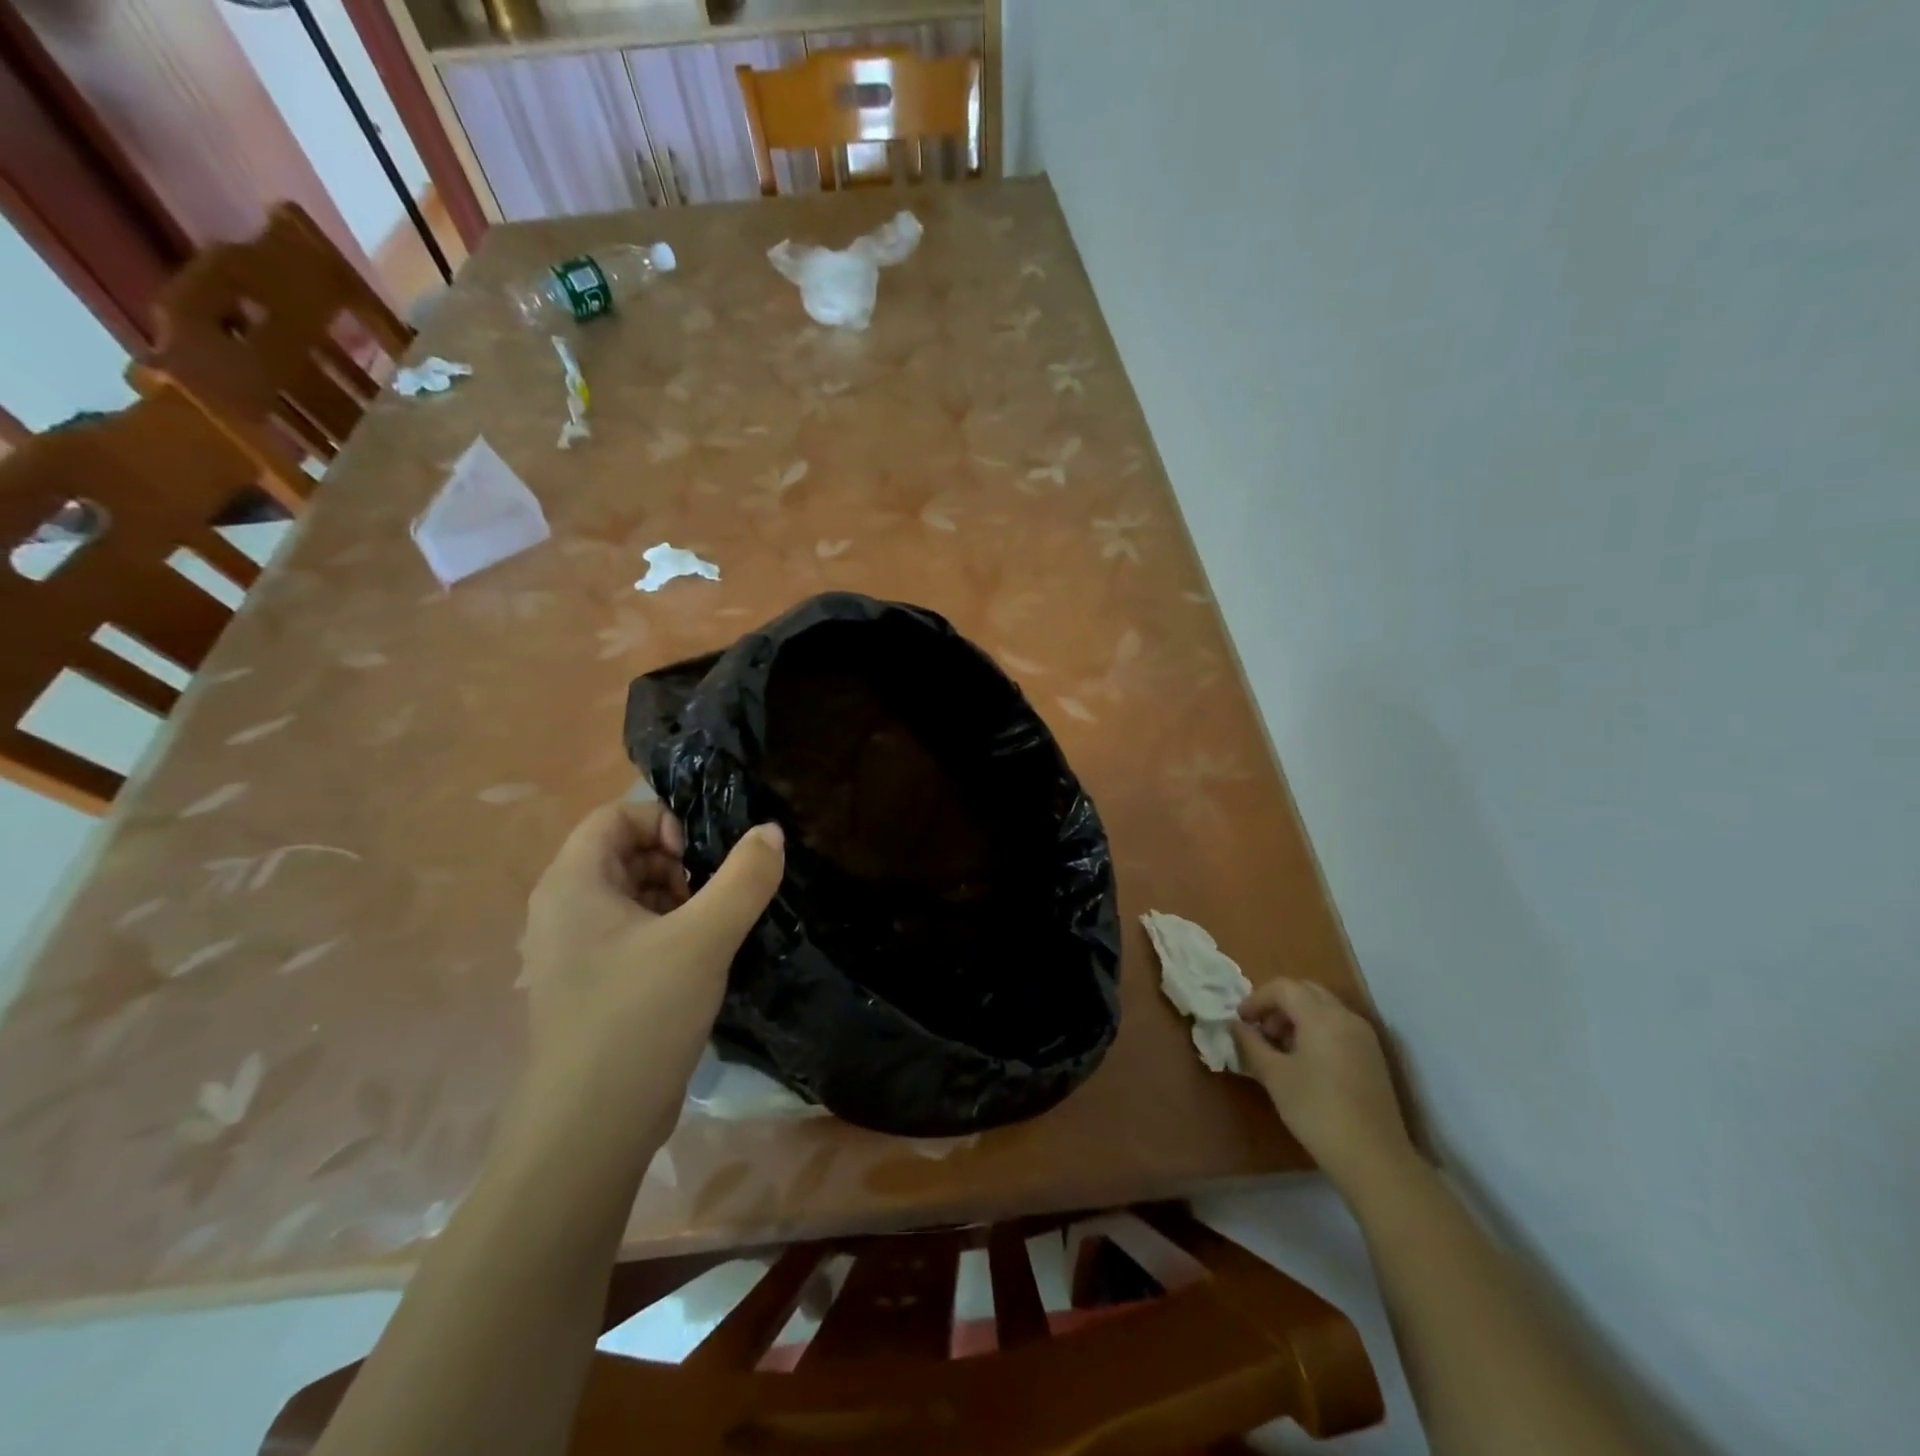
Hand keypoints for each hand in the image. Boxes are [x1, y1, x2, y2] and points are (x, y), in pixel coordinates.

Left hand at [518, 796, 784, 1141]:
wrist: (591, 1129)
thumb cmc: (638, 1017)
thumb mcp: (704, 939)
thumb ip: (744, 878)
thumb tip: (770, 831)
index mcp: (572, 884)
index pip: (616, 816)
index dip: (664, 822)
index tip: (702, 857)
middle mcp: (563, 910)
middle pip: (625, 853)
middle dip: (678, 862)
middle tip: (715, 894)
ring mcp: (574, 951)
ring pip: (633, 895)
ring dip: (679, 899)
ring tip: (714, 928)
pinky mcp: (593, 985)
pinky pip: (633, 933)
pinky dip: (669, 931)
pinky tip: (701, 959)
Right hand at [1232, 978, 1418, 1201]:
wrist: (1374, 1158)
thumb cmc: (1316, 1111)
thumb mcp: (1274, 1076)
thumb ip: (1251, 1044)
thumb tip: (1236, 1026)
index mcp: (1321, 1016)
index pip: (1283, 988)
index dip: (1256, 999)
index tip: (1240, 1020)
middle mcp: (1345, 1017)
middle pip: (1306, 991)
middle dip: (1278, 1004)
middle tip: (1260, 1029)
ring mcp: (1364, 1036)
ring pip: (1323, 1008)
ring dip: (1297, 1016)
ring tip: (1279, 1047)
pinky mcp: (1372, 1057)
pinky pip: (1338, 1026)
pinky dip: (1316, 1030)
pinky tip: (1304, 1061)